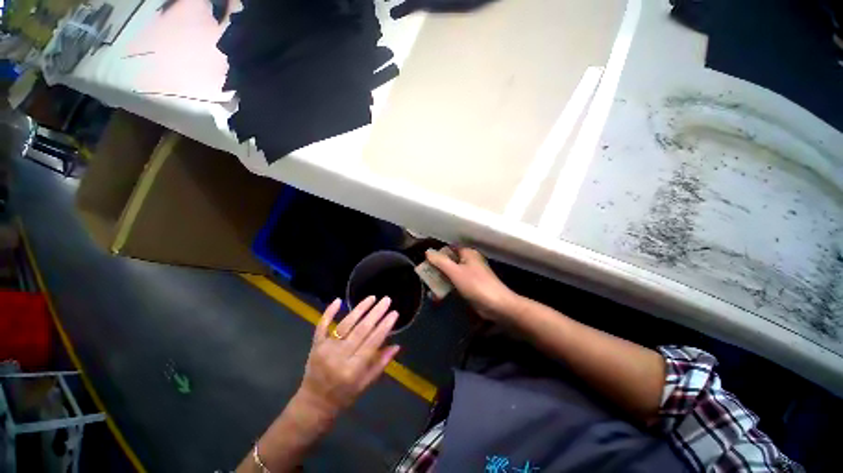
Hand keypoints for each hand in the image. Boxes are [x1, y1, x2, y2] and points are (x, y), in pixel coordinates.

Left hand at [296, 296, 399, 420]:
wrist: (314, 404)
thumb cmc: (344, 396)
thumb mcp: (366, 384)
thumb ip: (381, 363)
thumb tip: (397, 345)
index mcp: (353, 370)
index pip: (372, 342)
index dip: (384, 326)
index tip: (394, 313)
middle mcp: (339, 357)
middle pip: (361, 330)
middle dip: (376, 313)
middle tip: (387, 300)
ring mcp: (325, 349)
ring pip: (345, 324)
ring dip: (360, 309)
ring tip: (372, 297)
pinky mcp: (316, 345)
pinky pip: (322, 325)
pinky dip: (329, 312)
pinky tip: (338, 300)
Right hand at [425, 247, 517, 321]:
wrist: (497, 306)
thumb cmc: (475, 285)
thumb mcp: (455, 272)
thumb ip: (440, 261)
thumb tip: (427, 251)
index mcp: (468, 253)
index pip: (449, 248)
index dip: (438, 253)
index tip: (426, 261)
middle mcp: (469, 261)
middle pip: (450, 261)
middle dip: (437, 268)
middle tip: (425, 275)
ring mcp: (471, 274)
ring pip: (452, 273)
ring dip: (441, 279)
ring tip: (430, 286)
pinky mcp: (471, 286)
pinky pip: (456, 283)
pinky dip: (448, 286)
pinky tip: (439, 294)